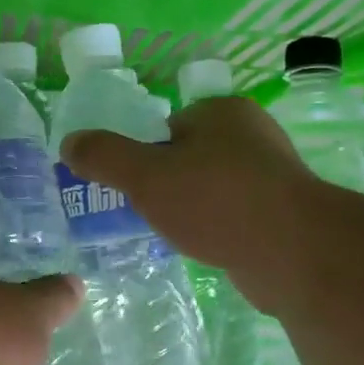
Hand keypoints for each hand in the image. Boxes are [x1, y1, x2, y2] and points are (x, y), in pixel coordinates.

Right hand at [60, 96, 340, 314]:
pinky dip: (215, 228)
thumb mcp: (144, 175)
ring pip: (210, 188)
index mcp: (222, 111)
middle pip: (188, 156)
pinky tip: (205, 247)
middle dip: (165, 184)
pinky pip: (232, 214)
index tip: (130, 187)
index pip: (167, 126)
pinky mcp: (281, 213)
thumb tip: (69, 143)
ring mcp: (271, 175)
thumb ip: (104, 156)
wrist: (293, 253)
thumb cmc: (215, 201)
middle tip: (145, 212)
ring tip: (173, 234)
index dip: (143, 155)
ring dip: (190, 208)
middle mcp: (252, 134)